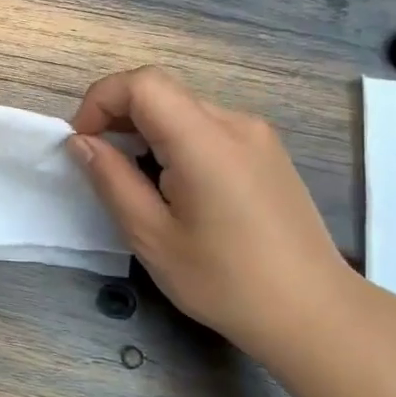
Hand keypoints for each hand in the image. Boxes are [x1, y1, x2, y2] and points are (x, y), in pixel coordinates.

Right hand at [69, 67, 357, 357]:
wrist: (314, 313)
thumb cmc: (226, 281)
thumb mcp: (152, 236)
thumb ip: (111, 180)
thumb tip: (81, 142)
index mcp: (204, 141)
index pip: (142, 83)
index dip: (101, 100)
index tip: (83, 142)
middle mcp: (235, 124)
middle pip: (162, 91)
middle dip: (118, 115)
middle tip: (100, 163)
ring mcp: (257, 136)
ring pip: (183, 108)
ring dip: (146, 129)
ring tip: (134, 180)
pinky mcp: (267, 153)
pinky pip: (207, 127)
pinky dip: (174, 140)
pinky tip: (174, 186)